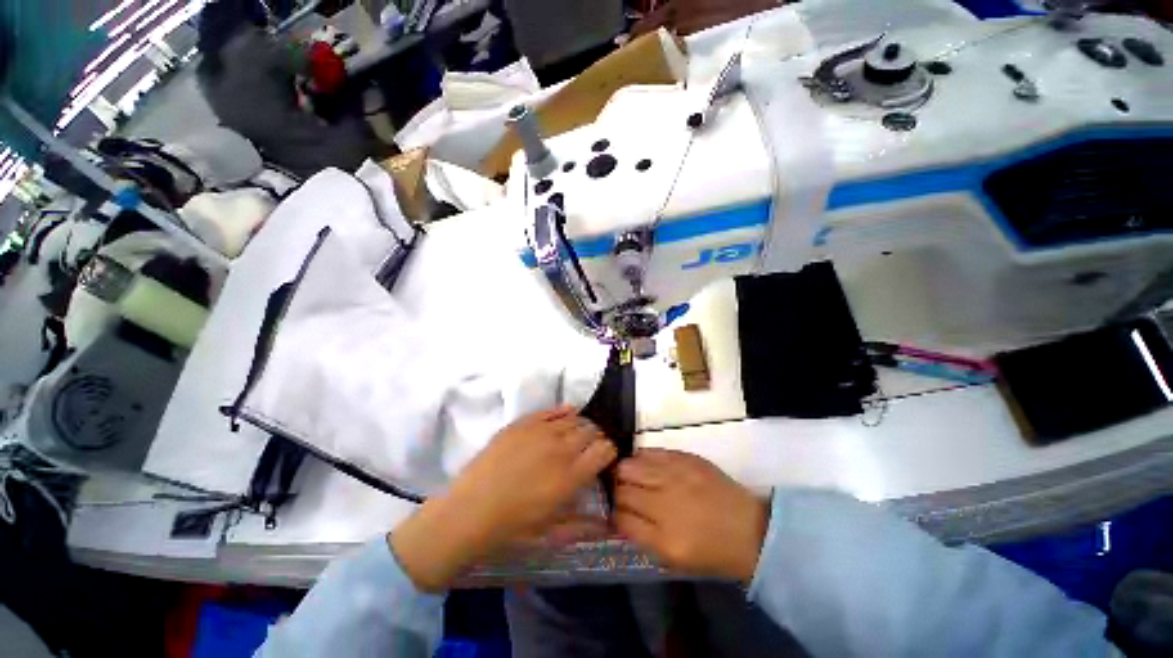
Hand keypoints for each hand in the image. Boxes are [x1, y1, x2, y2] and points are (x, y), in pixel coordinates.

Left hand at [390, 407, 616, 590]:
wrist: (469, 512)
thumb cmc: (512, 528)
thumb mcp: (552, 532)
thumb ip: (585, 525)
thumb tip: (609, 523)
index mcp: (572, 476)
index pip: (605, 449)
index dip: (608, 451)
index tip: (604, 456)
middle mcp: (561, 448)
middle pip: (591, 430)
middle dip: (596, 437)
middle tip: (590, 446)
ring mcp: (541, 432)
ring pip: (574, 418)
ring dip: (580, 425)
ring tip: (576, 434)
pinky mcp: (523, 423)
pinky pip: (551, 410)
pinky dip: (562, 411)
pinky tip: (565, 415)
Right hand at [615, 449, 768, 584]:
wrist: (751, 529)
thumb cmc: (713, 552)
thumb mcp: (674, 559)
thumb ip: (642, 536)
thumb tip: (618, 516)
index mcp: (664, 539)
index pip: (620, 518)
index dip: (613, 514)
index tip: (614, 511)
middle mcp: (666, 504)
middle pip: (621, 489)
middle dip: (615, 491)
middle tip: (620, 492)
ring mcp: (675, 476)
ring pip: (630, 465)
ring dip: (625, 472)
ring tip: (630, 476)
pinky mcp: (685, 458)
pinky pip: (650, 452)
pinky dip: (641, 458)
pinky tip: (645, 465)